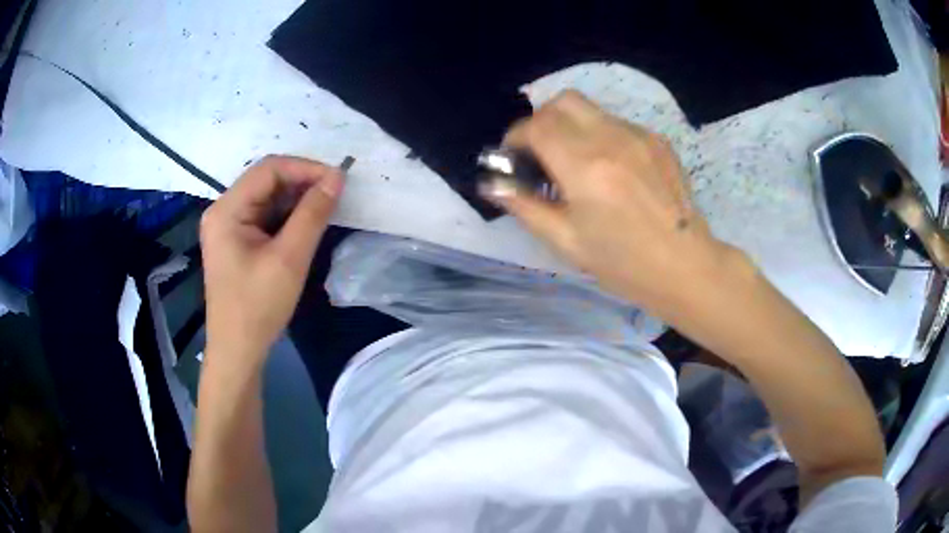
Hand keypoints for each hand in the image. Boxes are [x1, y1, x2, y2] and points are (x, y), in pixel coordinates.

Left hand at [200, 156, 343, 365]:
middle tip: (335, 194)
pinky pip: (264, 216)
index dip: (305, 168)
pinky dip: (287, 215)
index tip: (339, 180)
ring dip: (296, 198)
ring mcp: (227, 226)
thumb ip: (313, 214)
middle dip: (302, 182)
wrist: (238, 351)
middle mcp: (222, 210)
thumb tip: (337, 177)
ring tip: (326, 207)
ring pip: (267, 197)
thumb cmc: (258, 307)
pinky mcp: (235, 241)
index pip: (268, 169)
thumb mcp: (289, 259)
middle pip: (266, 180)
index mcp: (226, 210)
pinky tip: (306, 223)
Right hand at [483, 91, 741, 312]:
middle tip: (540, 153)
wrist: (685, 266)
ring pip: (590, 110)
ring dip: (571, 127)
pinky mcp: (657, 140)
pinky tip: (609, 170)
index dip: (515, 137)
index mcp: (586, 167)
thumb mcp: (566, 242)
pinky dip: (599, 136)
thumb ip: (525, 206)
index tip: (513, 158)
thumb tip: (492, 183)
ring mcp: (639, 135)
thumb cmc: (623, 264)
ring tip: (576, 164)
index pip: (536, 126)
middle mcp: (612, 139)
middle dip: (541, 121)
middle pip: (562, 102)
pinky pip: (615, 123)